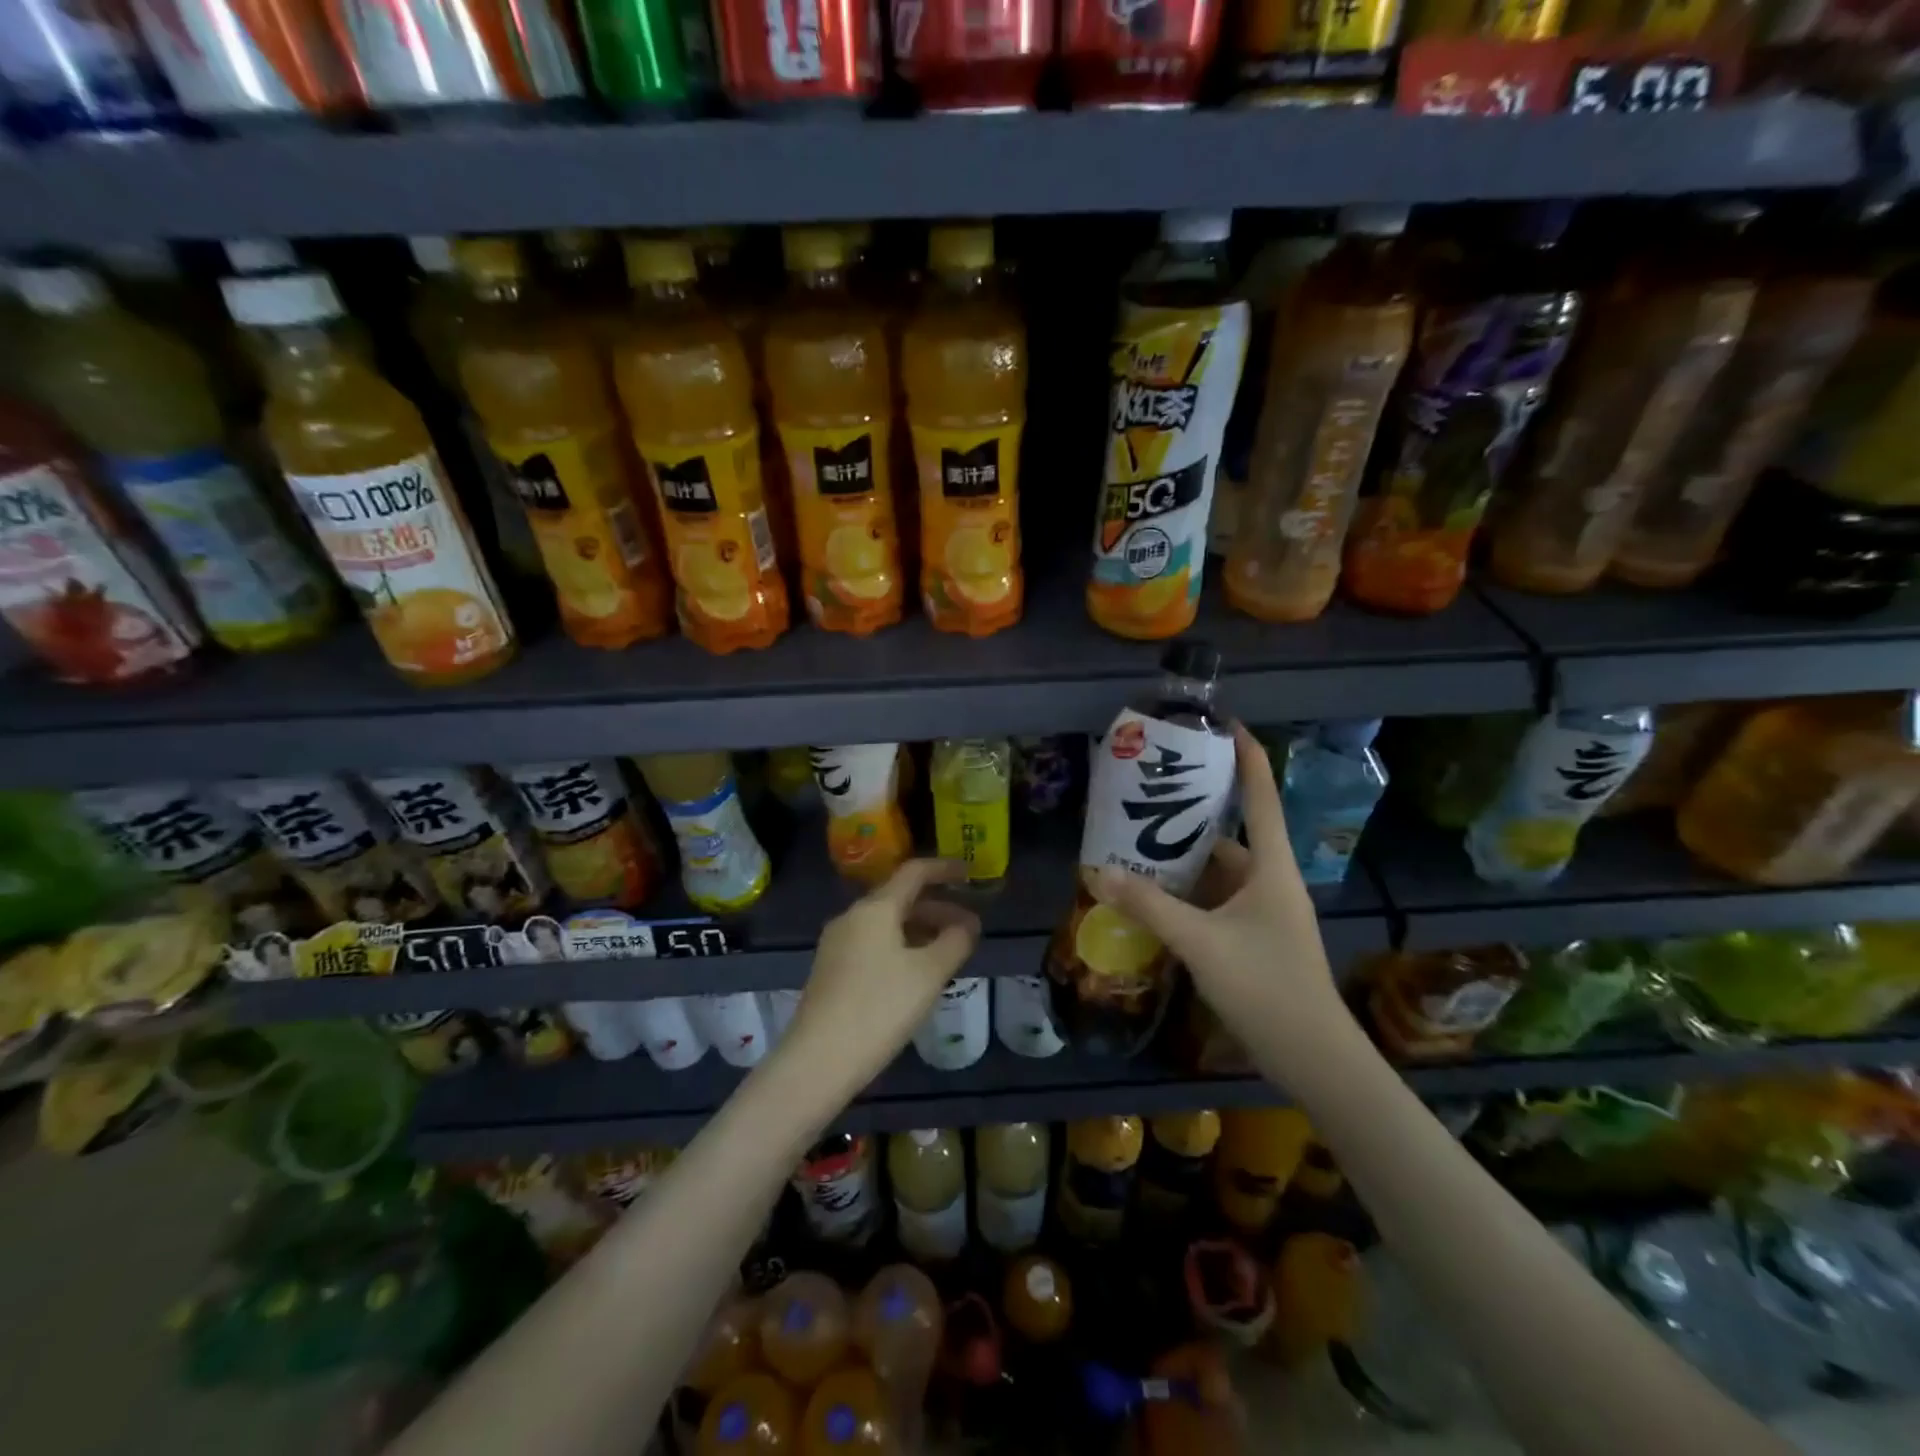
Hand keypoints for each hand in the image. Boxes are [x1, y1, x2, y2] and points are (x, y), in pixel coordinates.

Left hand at [780, 859, 981, 1096]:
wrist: (818, 1061)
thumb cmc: (879, 1008)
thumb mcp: (929, 974)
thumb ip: (955, 942)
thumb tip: (968, 924)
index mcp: (874, 909)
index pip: (913, 872)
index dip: (944, 869)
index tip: (970, 875)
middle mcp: (851, 918)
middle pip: (899, 899)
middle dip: (937, 908)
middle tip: (969, 928)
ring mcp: (837, 945)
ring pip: (886, 924)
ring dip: (920, 930)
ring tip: (948, 953)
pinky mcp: (831, 971)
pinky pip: (873, 944)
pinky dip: (901, 947)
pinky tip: (916, 974)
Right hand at [1087, 725, 1361, 1085]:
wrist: (1313, 1058)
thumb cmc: (1266, 986)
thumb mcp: (1201, 942)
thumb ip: (1149, 906)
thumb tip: (1098, 872)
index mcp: (1271, 867)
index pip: (1260, 796)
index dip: (1246, 756)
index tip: (1223, 724)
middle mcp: (1269, 881)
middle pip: (1229, 833)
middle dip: (1190, 814)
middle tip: (1148, 794)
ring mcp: (1263, 912)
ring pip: (1218, 871)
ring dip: (1182, 860)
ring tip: (1136, 843)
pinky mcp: (1254, 938)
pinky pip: (1214, 901)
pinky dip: (1186, 894)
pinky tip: (1152, 896)